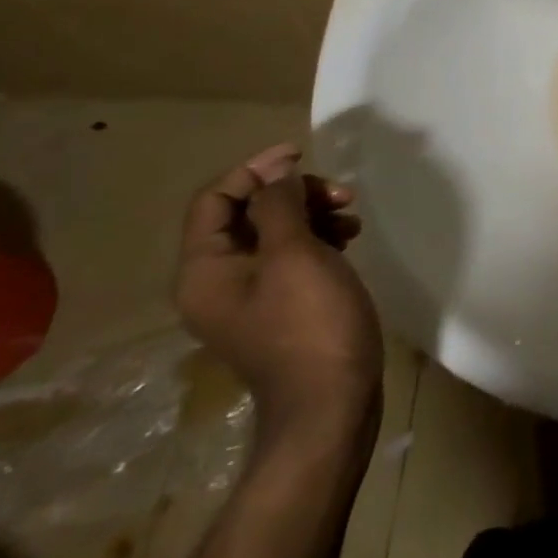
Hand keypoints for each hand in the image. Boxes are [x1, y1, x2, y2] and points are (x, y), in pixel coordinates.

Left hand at [175, 144, 382, 441]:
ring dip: (313, 212)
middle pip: (247, 213)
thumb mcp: (295, 254)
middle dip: (294, 193)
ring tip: (352, 215)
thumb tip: (276, 172)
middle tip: (340, 193)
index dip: (255, 170)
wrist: (330, 402)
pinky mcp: (282, 306)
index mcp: (205, 271)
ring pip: (275, 232)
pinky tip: (350, 238)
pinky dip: (319, 237)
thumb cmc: (310, 322)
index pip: (215, 200)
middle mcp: (218, 281)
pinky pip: (292, 255)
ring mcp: (251, 297)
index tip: (301, 155)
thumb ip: (280, 206)